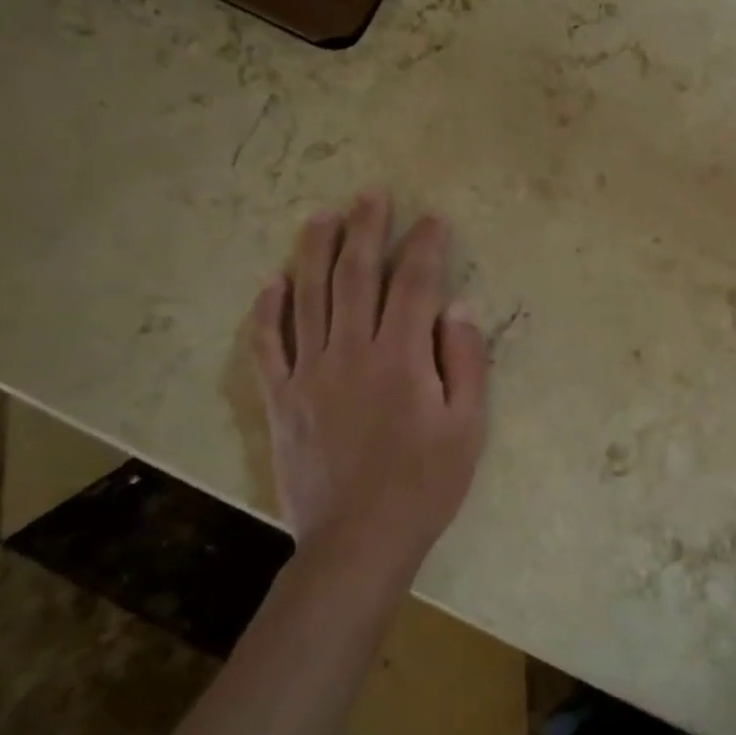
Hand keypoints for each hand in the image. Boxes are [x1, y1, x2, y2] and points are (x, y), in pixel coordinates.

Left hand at [249, 192, 488, 584]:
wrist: (358, 540)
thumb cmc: (425, 483)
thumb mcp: (468, 426)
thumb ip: (465, 361)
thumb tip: (458, 307)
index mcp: (401, 359)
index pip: (415, 285)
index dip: (425, 247)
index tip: (433, 219)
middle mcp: (351, 353)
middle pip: (356, 277)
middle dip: (367, 230)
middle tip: (372, 195)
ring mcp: (309, 374)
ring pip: (308, 298)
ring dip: (315, 251)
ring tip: (322, 215)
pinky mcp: (282, 399)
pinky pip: (267, 345)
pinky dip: (268, 311)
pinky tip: (272, 283)